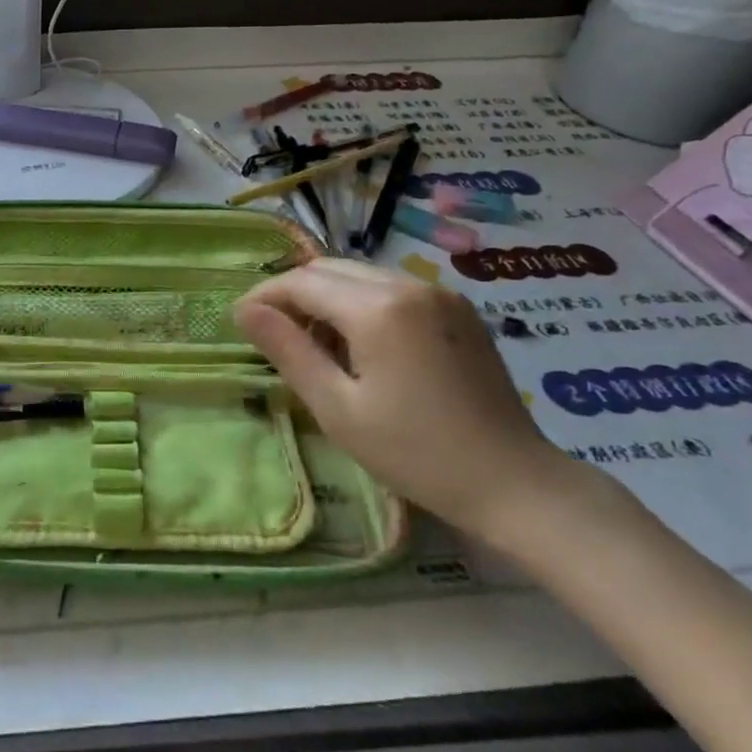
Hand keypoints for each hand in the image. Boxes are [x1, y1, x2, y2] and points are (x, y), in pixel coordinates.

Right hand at [235, 261, 584, 540]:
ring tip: (312, 343)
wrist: (512, 481)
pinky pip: (393, 289)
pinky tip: (358, 344)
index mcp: (379, 309)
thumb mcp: (337, 408)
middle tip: (270, 332)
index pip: (303, 282)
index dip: (264, 296)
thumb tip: (246, 311)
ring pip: (361, 276)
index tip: (239, 321)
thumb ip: (288, 350)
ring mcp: (440, 294)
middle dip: (293, 293)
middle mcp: (410, 285)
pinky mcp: (458, 310)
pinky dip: (361, 303)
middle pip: (331, 269)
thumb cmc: (414, 452)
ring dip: (326, 297)